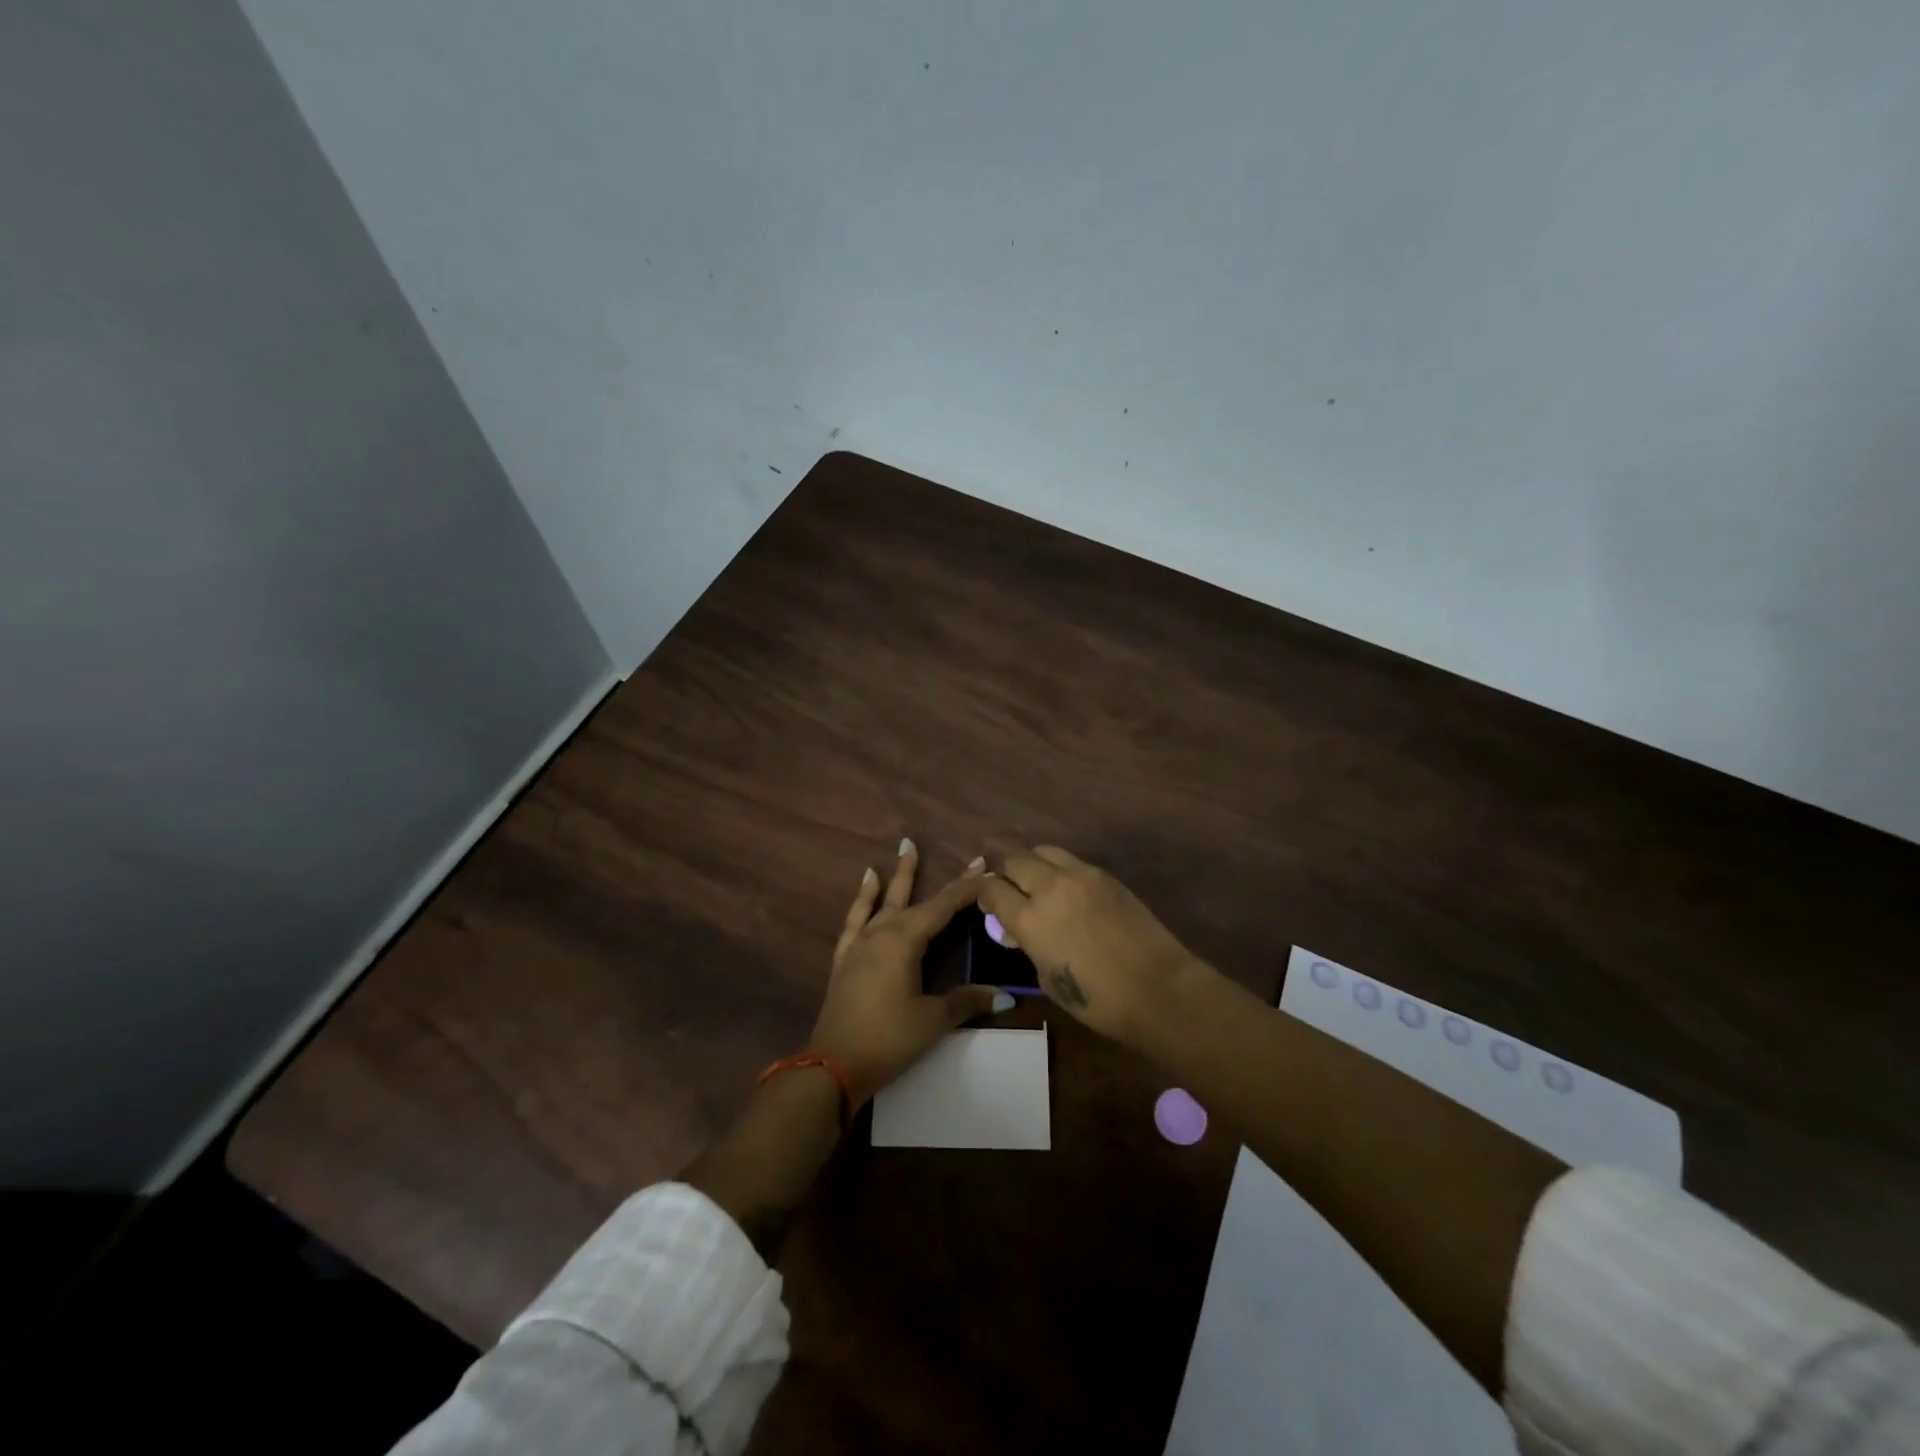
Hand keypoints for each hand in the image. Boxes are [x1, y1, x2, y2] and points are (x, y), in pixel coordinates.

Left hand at [809, 840, 1009, 1105]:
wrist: (833, 1065)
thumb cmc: (888, 1039)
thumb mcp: (932, 1020)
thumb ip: (966, 1001)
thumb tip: (1004, 995)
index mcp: (904, 940)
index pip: (943, 906)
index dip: (966, 888)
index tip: (987, 867)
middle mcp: (881, 933)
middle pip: (914, 899)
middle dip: (938, 880)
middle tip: (955, 854)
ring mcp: (860, 944)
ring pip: (882, 902)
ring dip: (896, 876)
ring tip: (903, 849)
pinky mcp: (845, 958)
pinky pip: (855, 919)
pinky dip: (862, 900)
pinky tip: (867, 885)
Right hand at [979, 844, 1200, 1043]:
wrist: (1158, 988)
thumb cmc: (1098, 1000)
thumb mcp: (1047, 979)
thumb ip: (1029, 946)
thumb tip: (1022, 931)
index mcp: (1029, 919)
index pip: (991, 889)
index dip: (982, 892)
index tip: (984, 900)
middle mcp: (1050, 887)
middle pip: (1013, 859)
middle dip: (1002, 868)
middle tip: (1002, 880)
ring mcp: (1080, 875)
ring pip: (1042, 850)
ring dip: (1031, 861)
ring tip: (1033, 877)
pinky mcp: (1106, 875)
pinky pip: (1071, 860)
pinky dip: (1058, 868)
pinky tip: (1064, 886)